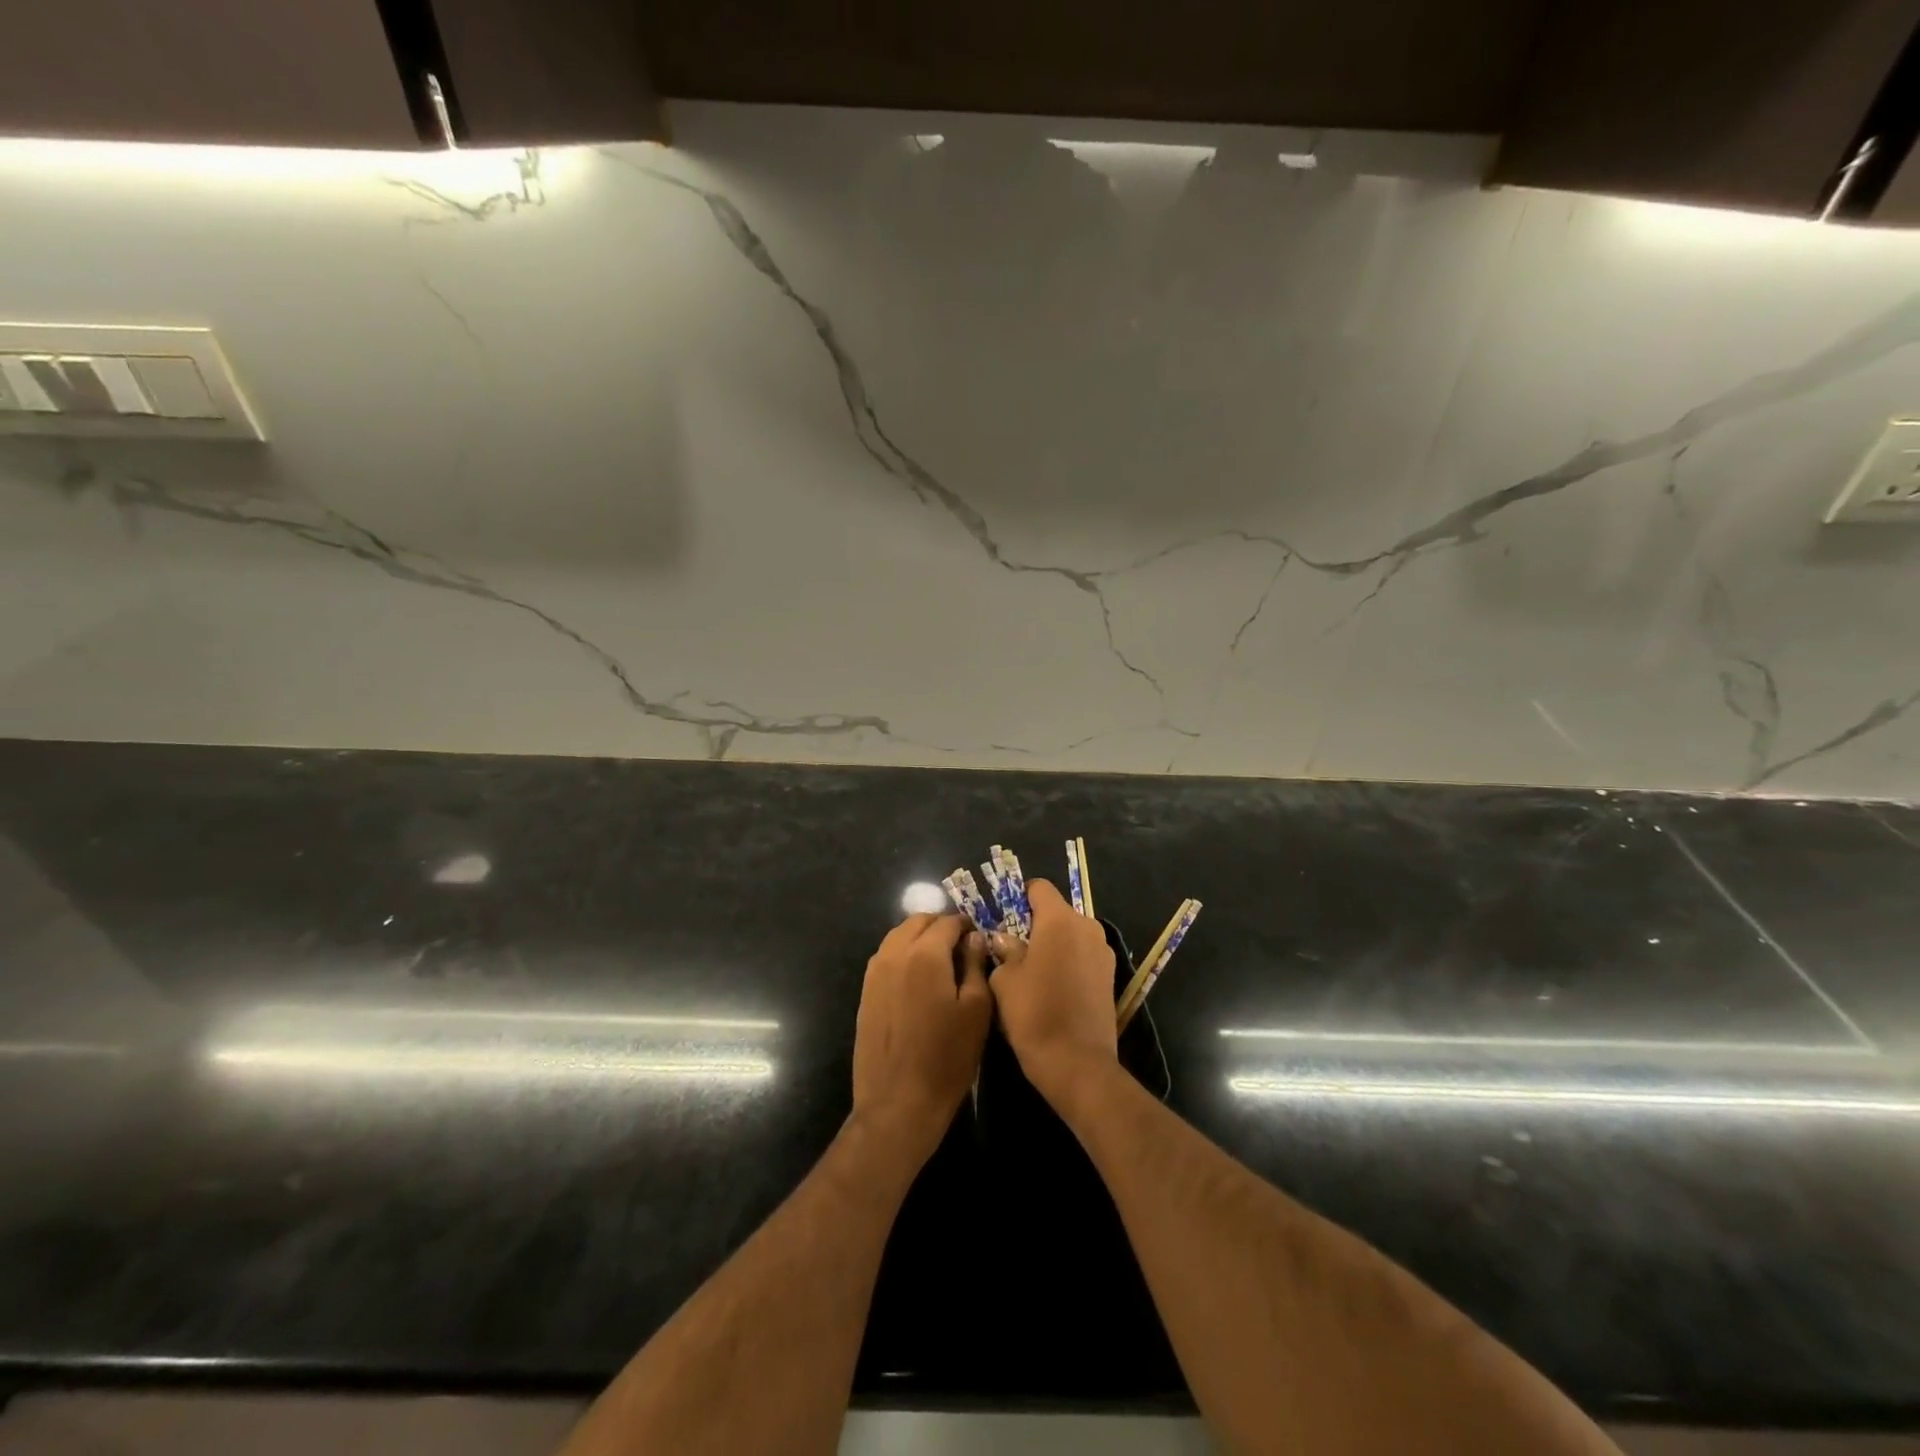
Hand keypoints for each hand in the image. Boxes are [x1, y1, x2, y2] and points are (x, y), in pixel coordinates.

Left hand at [851, 913, 991, 1163]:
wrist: (898, 1102)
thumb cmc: (947, 1057)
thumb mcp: (976, 1009)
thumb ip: (976, 965)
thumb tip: (974, 938)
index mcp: (925, 954)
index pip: (947, 922)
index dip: (966, 926)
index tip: (979, 939)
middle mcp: (894, 953)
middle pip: (918, 921)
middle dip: (941, 926)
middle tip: (961, 947)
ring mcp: (874, 972)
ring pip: (899, 936)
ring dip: (920, 938)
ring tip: (941, 961)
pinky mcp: (865, 991)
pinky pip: (886, 957)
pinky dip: (904, 954)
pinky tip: (919, 979)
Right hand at [988, 879, 1117, 1107]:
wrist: (1078, 1064)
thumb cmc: (1034, 1014)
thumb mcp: (1005, 981)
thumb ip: (1005, 951)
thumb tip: (1004, 939)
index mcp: (1059, 920)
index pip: (1040, 888)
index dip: (1020, 897)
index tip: (1004, 918)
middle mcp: (1087, 927)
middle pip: (1056, 912)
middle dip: (1035, 924)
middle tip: (1013, 949)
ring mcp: (1103, 952)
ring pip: (1071, 935)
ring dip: (1053, 945)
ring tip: (1033, 972)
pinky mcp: (1111, 976)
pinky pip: (1083, 956)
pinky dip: (1068, 962)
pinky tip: (1053, 988)